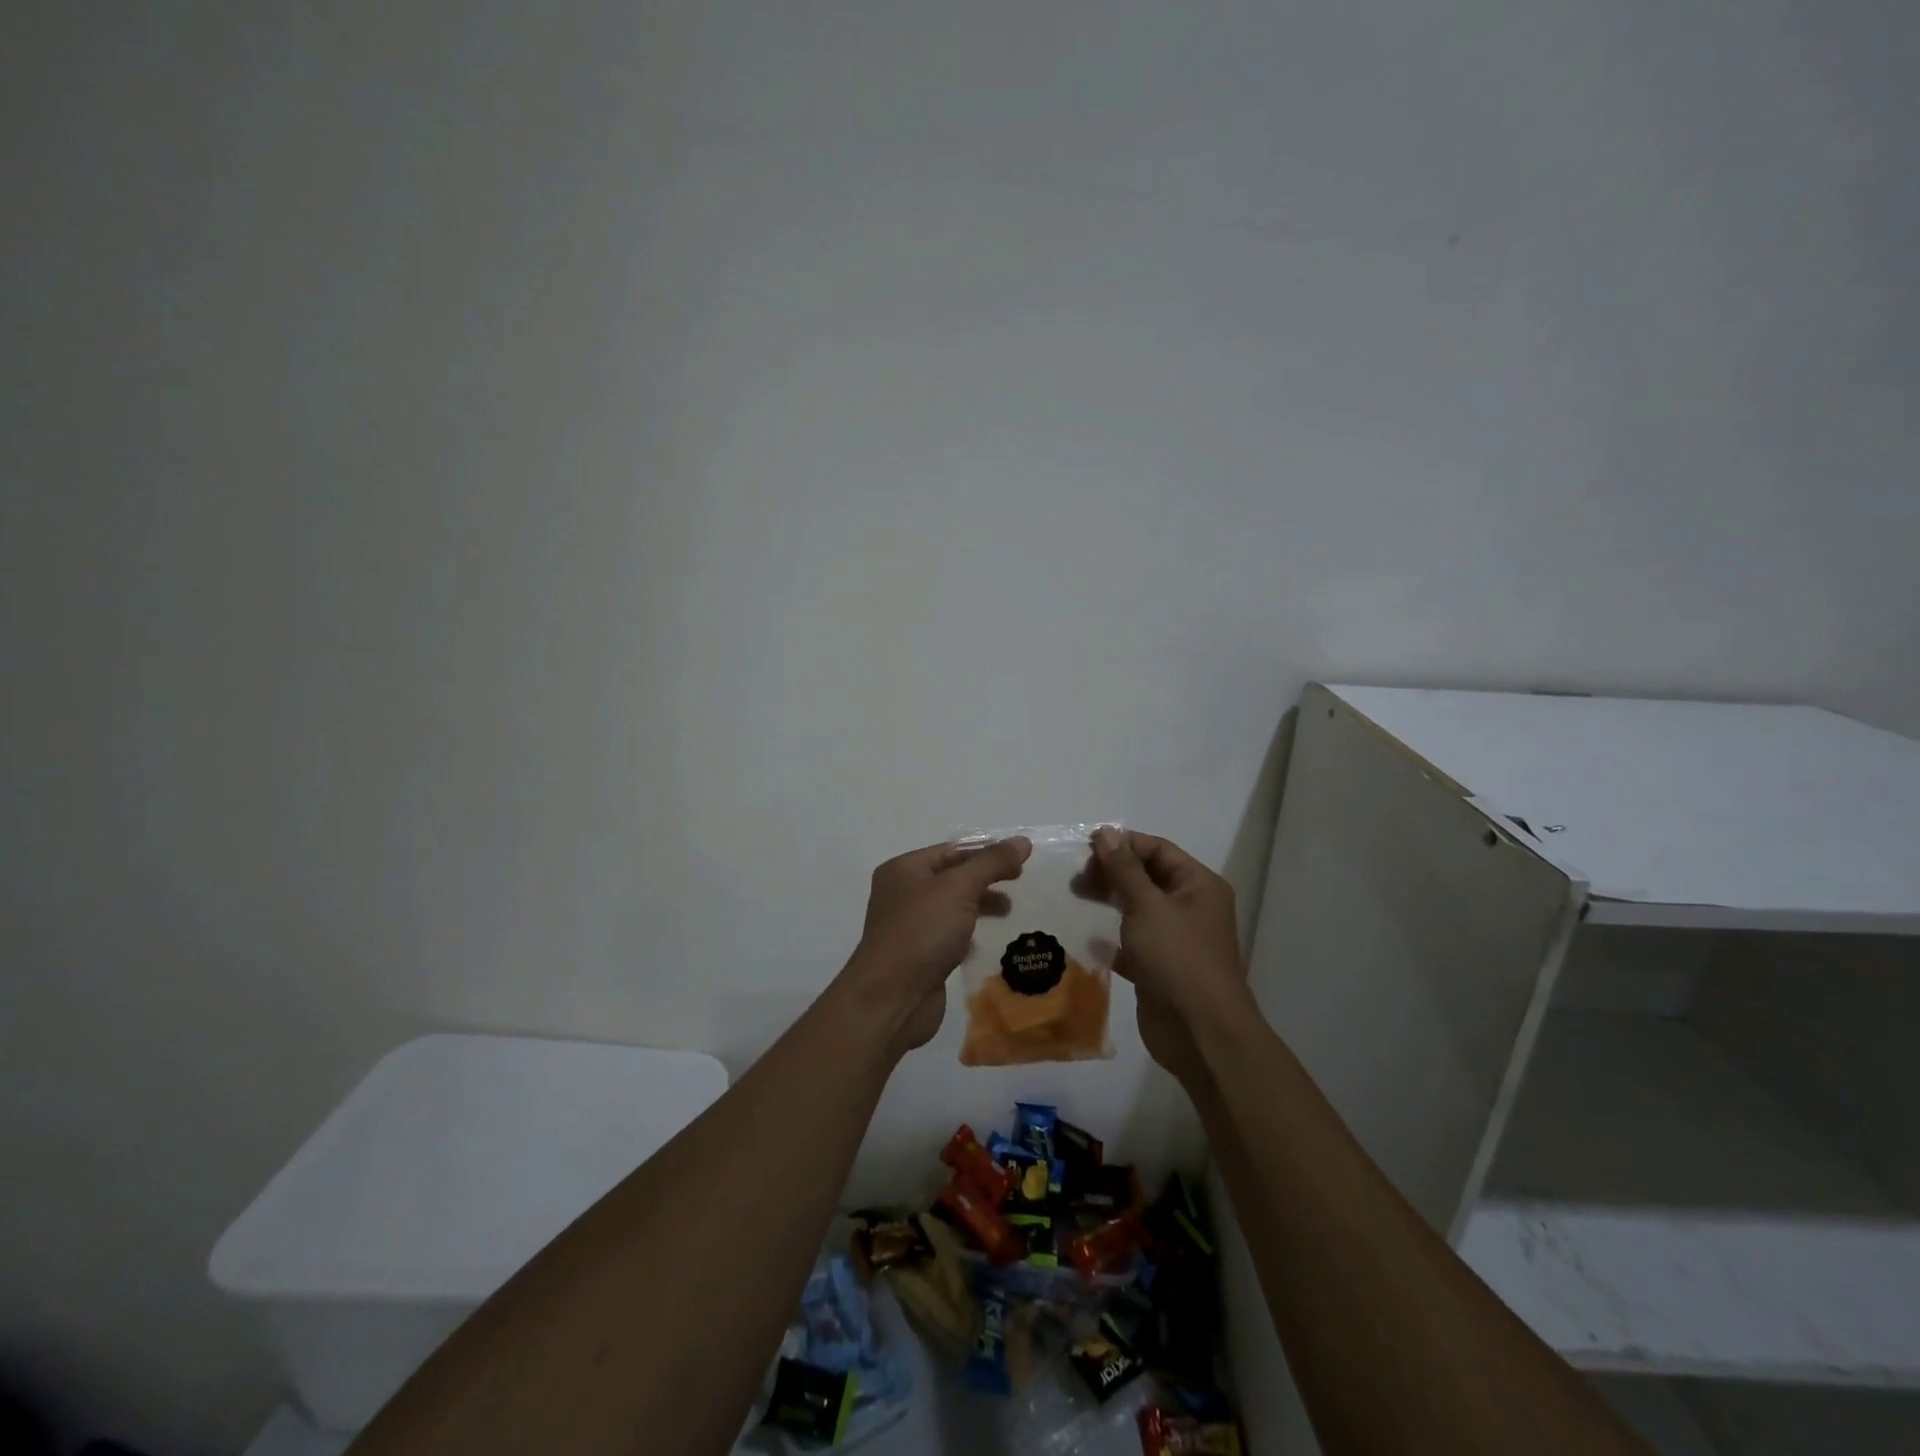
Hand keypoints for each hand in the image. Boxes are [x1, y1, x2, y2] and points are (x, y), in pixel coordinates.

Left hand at [840, 836, 1032, 1053]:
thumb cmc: (922, 931)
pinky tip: (986, 942)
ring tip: (1009, 911)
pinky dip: (968, 935)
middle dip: (985, 879)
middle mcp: (902, 894)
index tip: (1020, 860)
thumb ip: (991, 863)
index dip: (985, 852)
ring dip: (980, 906)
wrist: (892, 998)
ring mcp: (909, 927)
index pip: (951, 851)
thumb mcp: (959, 889)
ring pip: (951, 908)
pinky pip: (948, 936)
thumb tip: (1022, 842)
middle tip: (1019, 882)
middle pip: (951, 878)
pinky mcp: (919, 957)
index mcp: (903, 870)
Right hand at [1085, 827, 1246, 1084]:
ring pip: (1137, 909)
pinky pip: (1131, 941)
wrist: (1199, 1032)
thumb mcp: (1148, 906)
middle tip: (1075, 877)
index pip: (1158, 850)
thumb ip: (1124, 869)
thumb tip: (1106, 831)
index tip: (1084, 846)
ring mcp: (1175, 939)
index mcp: (1198, 885)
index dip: (1123, 844)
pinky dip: (1109, 936)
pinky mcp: (1159, 966)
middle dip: (1111, 873)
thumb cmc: (1178, 958)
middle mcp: (1190, 907)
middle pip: (1146, 877)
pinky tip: (1084, 936)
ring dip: (1107, 902)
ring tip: (1073, 898)